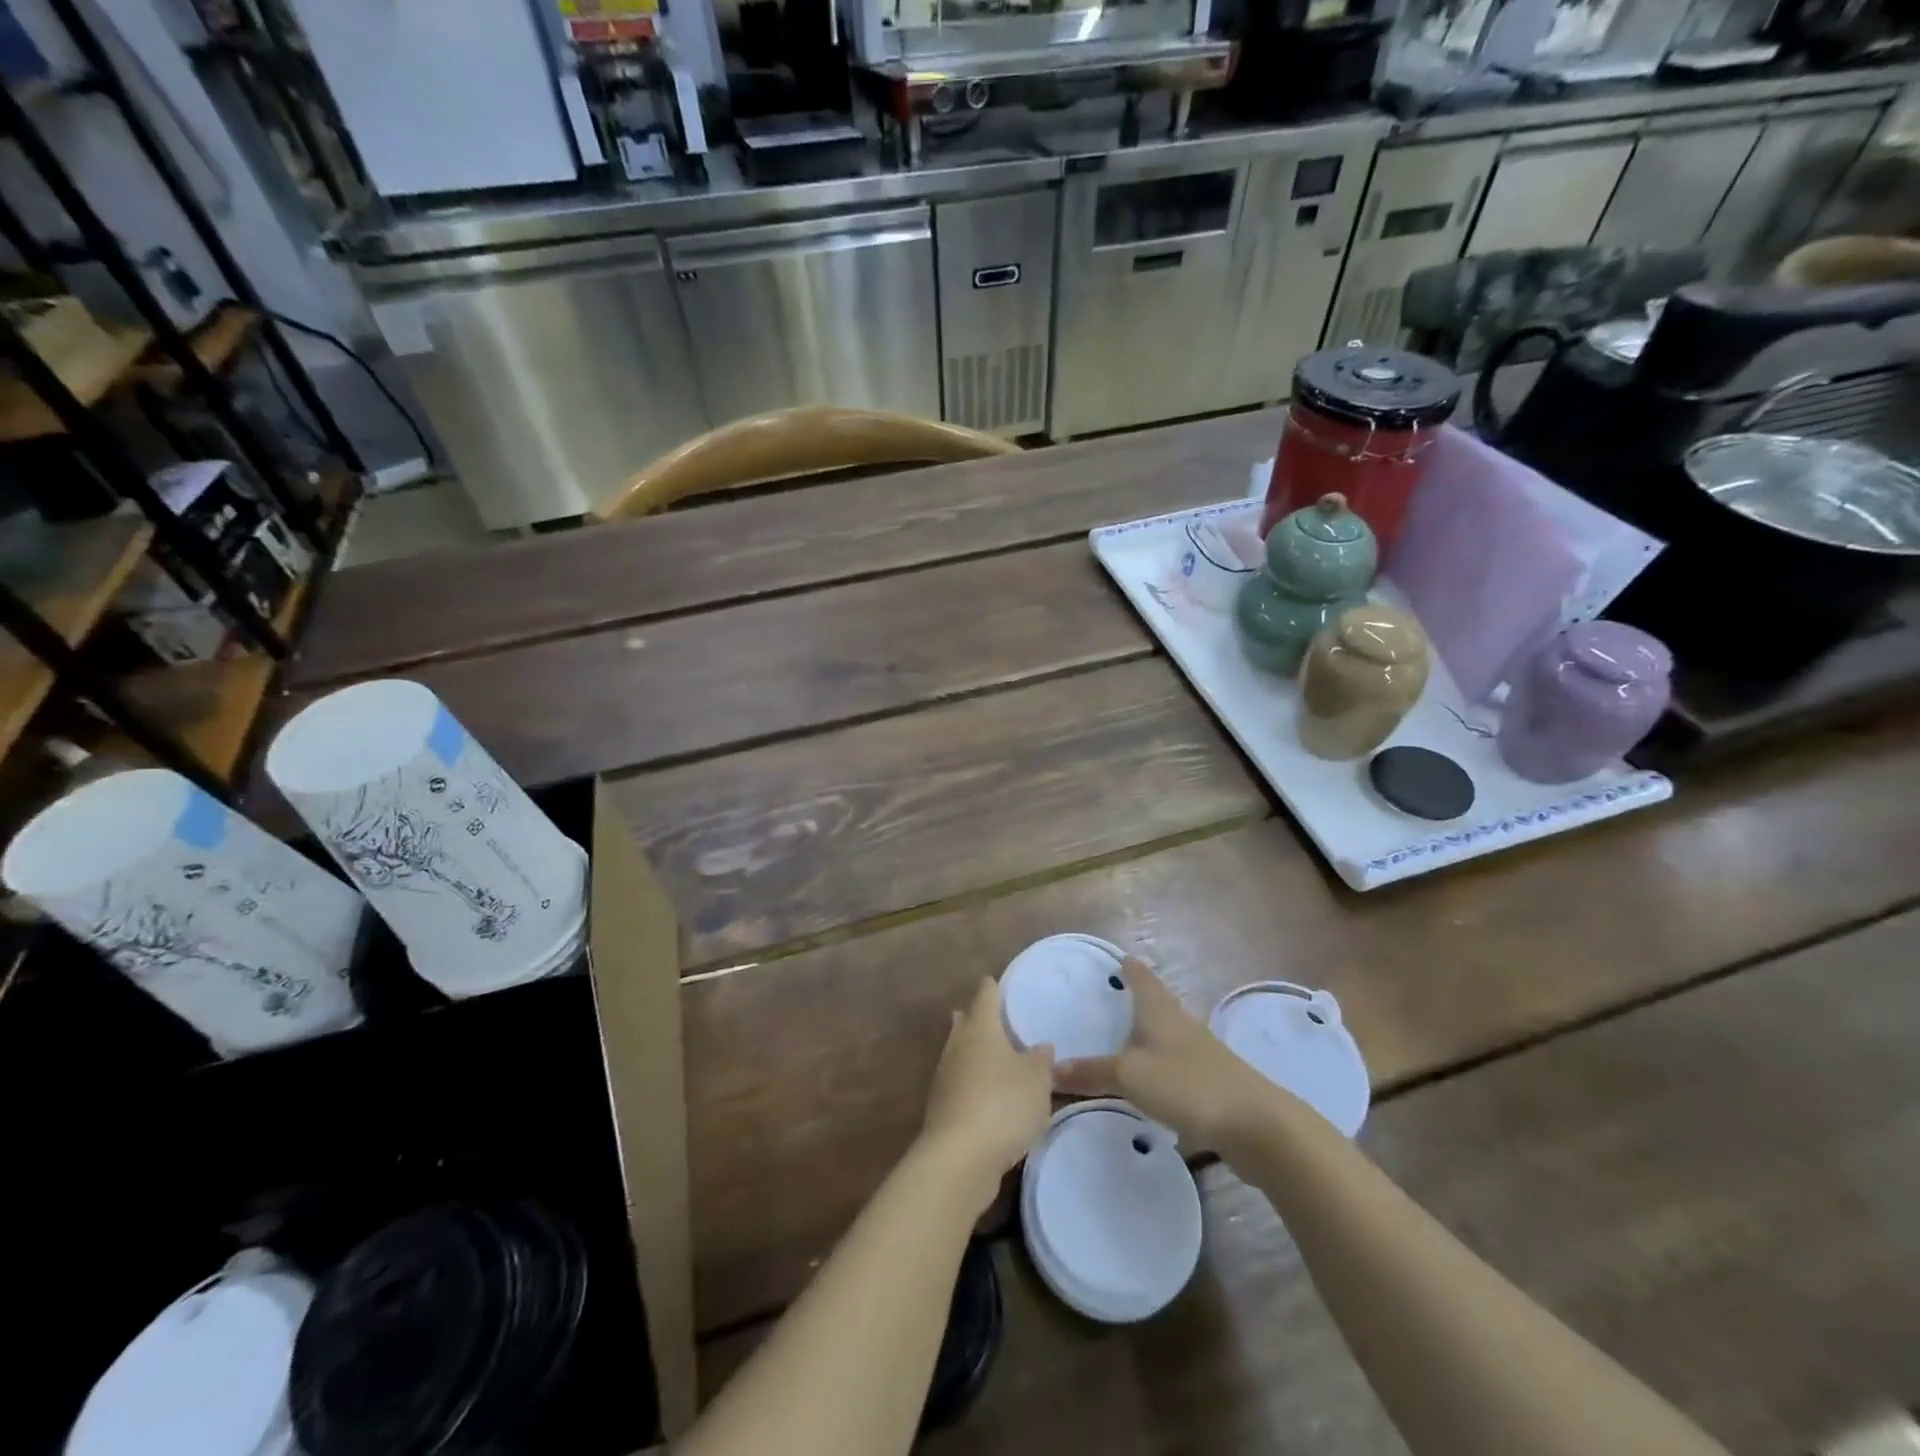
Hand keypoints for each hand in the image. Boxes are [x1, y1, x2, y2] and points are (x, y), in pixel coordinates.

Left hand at [919, 978, 1054, 1212]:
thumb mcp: (1037, 1081)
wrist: (960, 1157)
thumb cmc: (1003, 1104)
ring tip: (991, 1054)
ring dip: (972, 1051)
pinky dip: (971, 1081)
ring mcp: (945, 1077)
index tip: (995, 980)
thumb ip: (1041, 1060)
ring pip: (959, 1053)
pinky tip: (985, 1094)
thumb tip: (1040, 1046)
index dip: (992, 987)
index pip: (986, 996)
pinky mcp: (942, 1108)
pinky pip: (959, 1083)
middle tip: (990, 1015)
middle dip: (975, 1017)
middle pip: (965, 1023)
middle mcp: (958, 1046)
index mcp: (981, 1029)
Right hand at [1055, 956, 1276, 1149]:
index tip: (1115, 959)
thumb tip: (1051, 1069)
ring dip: (1148, 1032)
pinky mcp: (1211, 1080)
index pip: (1140, 976)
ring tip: (1124, 1038)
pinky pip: (1177, 1062)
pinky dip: (1160, 1063)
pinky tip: (1150, 1079)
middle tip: (1110, 998)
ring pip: (1167, 1032)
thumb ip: (1091, 1072)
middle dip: (1136, 998)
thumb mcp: (1129, 1076)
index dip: (1127, 967)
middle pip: (1156, 1001)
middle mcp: (1180, 1022)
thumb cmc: (1185, 1083)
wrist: (1254, 1123)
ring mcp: (1200, 1051)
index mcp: (1159, 1009)